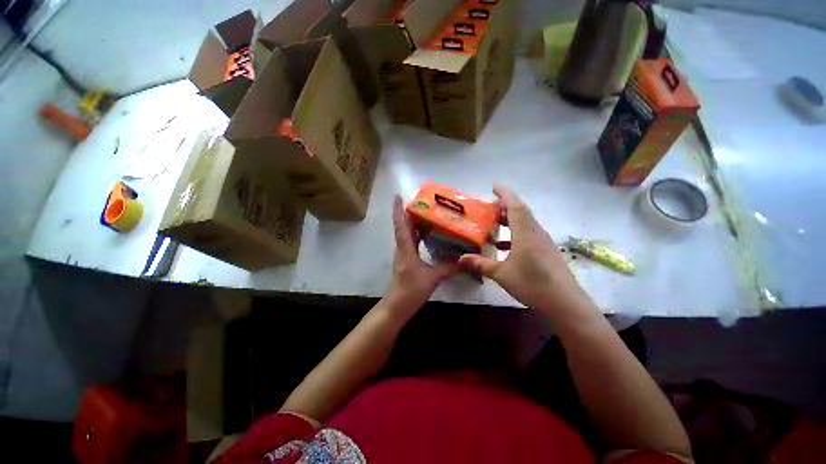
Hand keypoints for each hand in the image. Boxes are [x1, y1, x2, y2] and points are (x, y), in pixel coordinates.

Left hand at [387, 195, 456, 313]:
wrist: (398, 305)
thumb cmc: (411, 289)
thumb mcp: (432, 277)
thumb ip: (450, 268)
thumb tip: (466, 261)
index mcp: (405, 248)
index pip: (400, 225)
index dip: (397, 210)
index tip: (397, 196)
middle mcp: (402, 248)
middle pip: (404, 226)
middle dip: (409, 213)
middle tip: (422, 202)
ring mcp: (404, 254)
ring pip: (407, 234)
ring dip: (413, 223)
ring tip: (427, 214)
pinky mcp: (407, 260)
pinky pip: (411, 242)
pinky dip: (417, 235)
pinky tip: (428, 234)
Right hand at [458, 185, 588, 318]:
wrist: (565, 303)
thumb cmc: (532, 285)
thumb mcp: (502, 274)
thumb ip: (481, 264)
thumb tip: (461, 259)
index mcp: (525, 234)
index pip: (515, 206)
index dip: (505, 194)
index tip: (494, 186)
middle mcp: (536, 233)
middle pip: (521, 211)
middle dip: (505, 205)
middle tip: (490, 206)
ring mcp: (543, 241)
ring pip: (526, 222)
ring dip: (510, 218)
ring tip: (495, 222)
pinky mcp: (546, 250)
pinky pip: (529, 233)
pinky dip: (515, 233)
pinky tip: (504, 245)